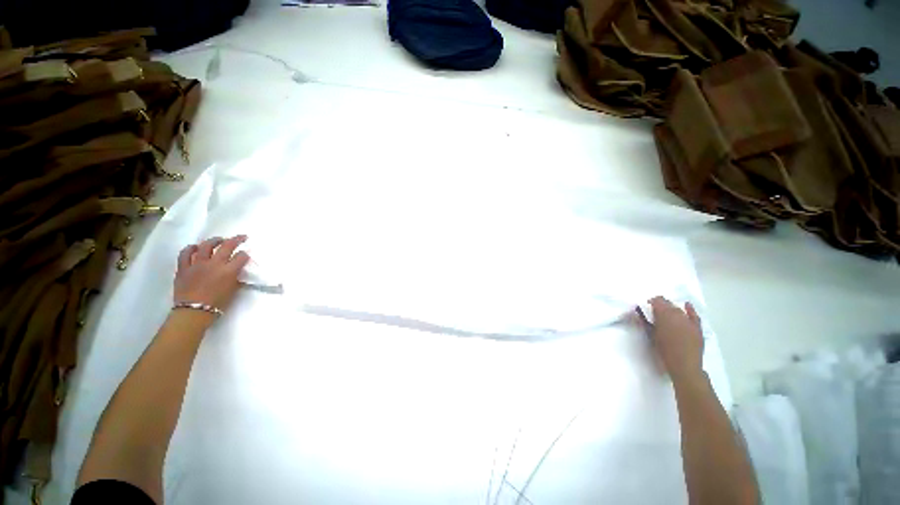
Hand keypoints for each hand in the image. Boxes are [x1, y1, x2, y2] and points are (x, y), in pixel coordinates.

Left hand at [174, 235, 250, 312]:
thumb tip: (236, 270)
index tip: (246, 255)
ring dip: (214, 240)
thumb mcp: (232, 290)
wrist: (193, 312)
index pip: (241, 257)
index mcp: (229, 271)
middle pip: (227, 246)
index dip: (245, 255)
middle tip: (241, 237)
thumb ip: (235, 277)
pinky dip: (190, 248)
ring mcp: (197, 264)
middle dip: (236, 240)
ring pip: (206, 246)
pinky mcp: (184, 267)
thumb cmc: (217, 303)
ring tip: (218, 239)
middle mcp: (214, 264)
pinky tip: (195, 247)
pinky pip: (185, 254)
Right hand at [643, 296, 703, 382]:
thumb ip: (645, 323)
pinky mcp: (697, 328)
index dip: (651, 302)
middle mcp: (677, 315)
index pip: (658, 301)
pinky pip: (694, 315)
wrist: (685, 366)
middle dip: (661, 305)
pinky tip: (686, 305)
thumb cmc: (664, 351)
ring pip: (678, 309)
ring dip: (671, 309)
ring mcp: (689, 321)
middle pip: (668, 304)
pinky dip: (690, 309)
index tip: (646, 307)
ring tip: (666, 314)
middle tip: (654, 312)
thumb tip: (638, 313)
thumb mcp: (651, 336)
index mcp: (664, 315)